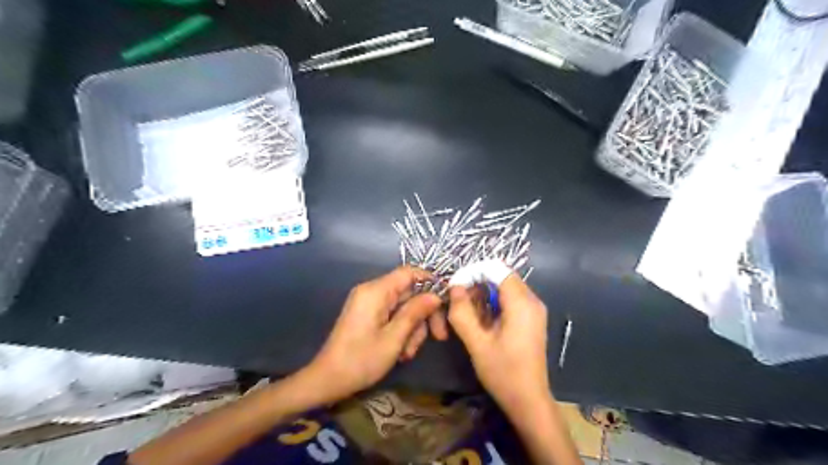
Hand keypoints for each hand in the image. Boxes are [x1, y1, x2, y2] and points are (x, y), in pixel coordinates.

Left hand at [305, 267, 446, 400]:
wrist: (327, 380)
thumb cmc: (360, 360)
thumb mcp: (394, 338)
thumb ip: (415, 313)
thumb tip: (435, 295)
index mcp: (375, 291)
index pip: (409, 272)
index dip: (430, 282)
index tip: (445, 302)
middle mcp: (372, 292)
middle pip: (409, 292)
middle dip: (423, 315)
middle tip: (438, 337)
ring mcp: (369, 304)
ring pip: (404, 307)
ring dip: (413, 328)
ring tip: (408, 353)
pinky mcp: (368, 315)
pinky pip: (393, 315)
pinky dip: (401, 331)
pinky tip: (401, 352)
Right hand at [446, 273, 547, 412]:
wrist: (528, 401)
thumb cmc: (503, 373)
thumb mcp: (477, 343)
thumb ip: (462, 313)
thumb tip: (454, 287)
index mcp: (522, 303)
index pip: (497, 269)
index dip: (474, 272)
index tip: (457, 287)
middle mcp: (532, 300)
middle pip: (501, 276)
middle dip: (478, 284)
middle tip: (460, 303)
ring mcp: (534, 309)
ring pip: (505, 287)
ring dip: (485, 294)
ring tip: (469, 314)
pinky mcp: (532, 318)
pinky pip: (511, 299)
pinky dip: (494, 303)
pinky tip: (483, 320)